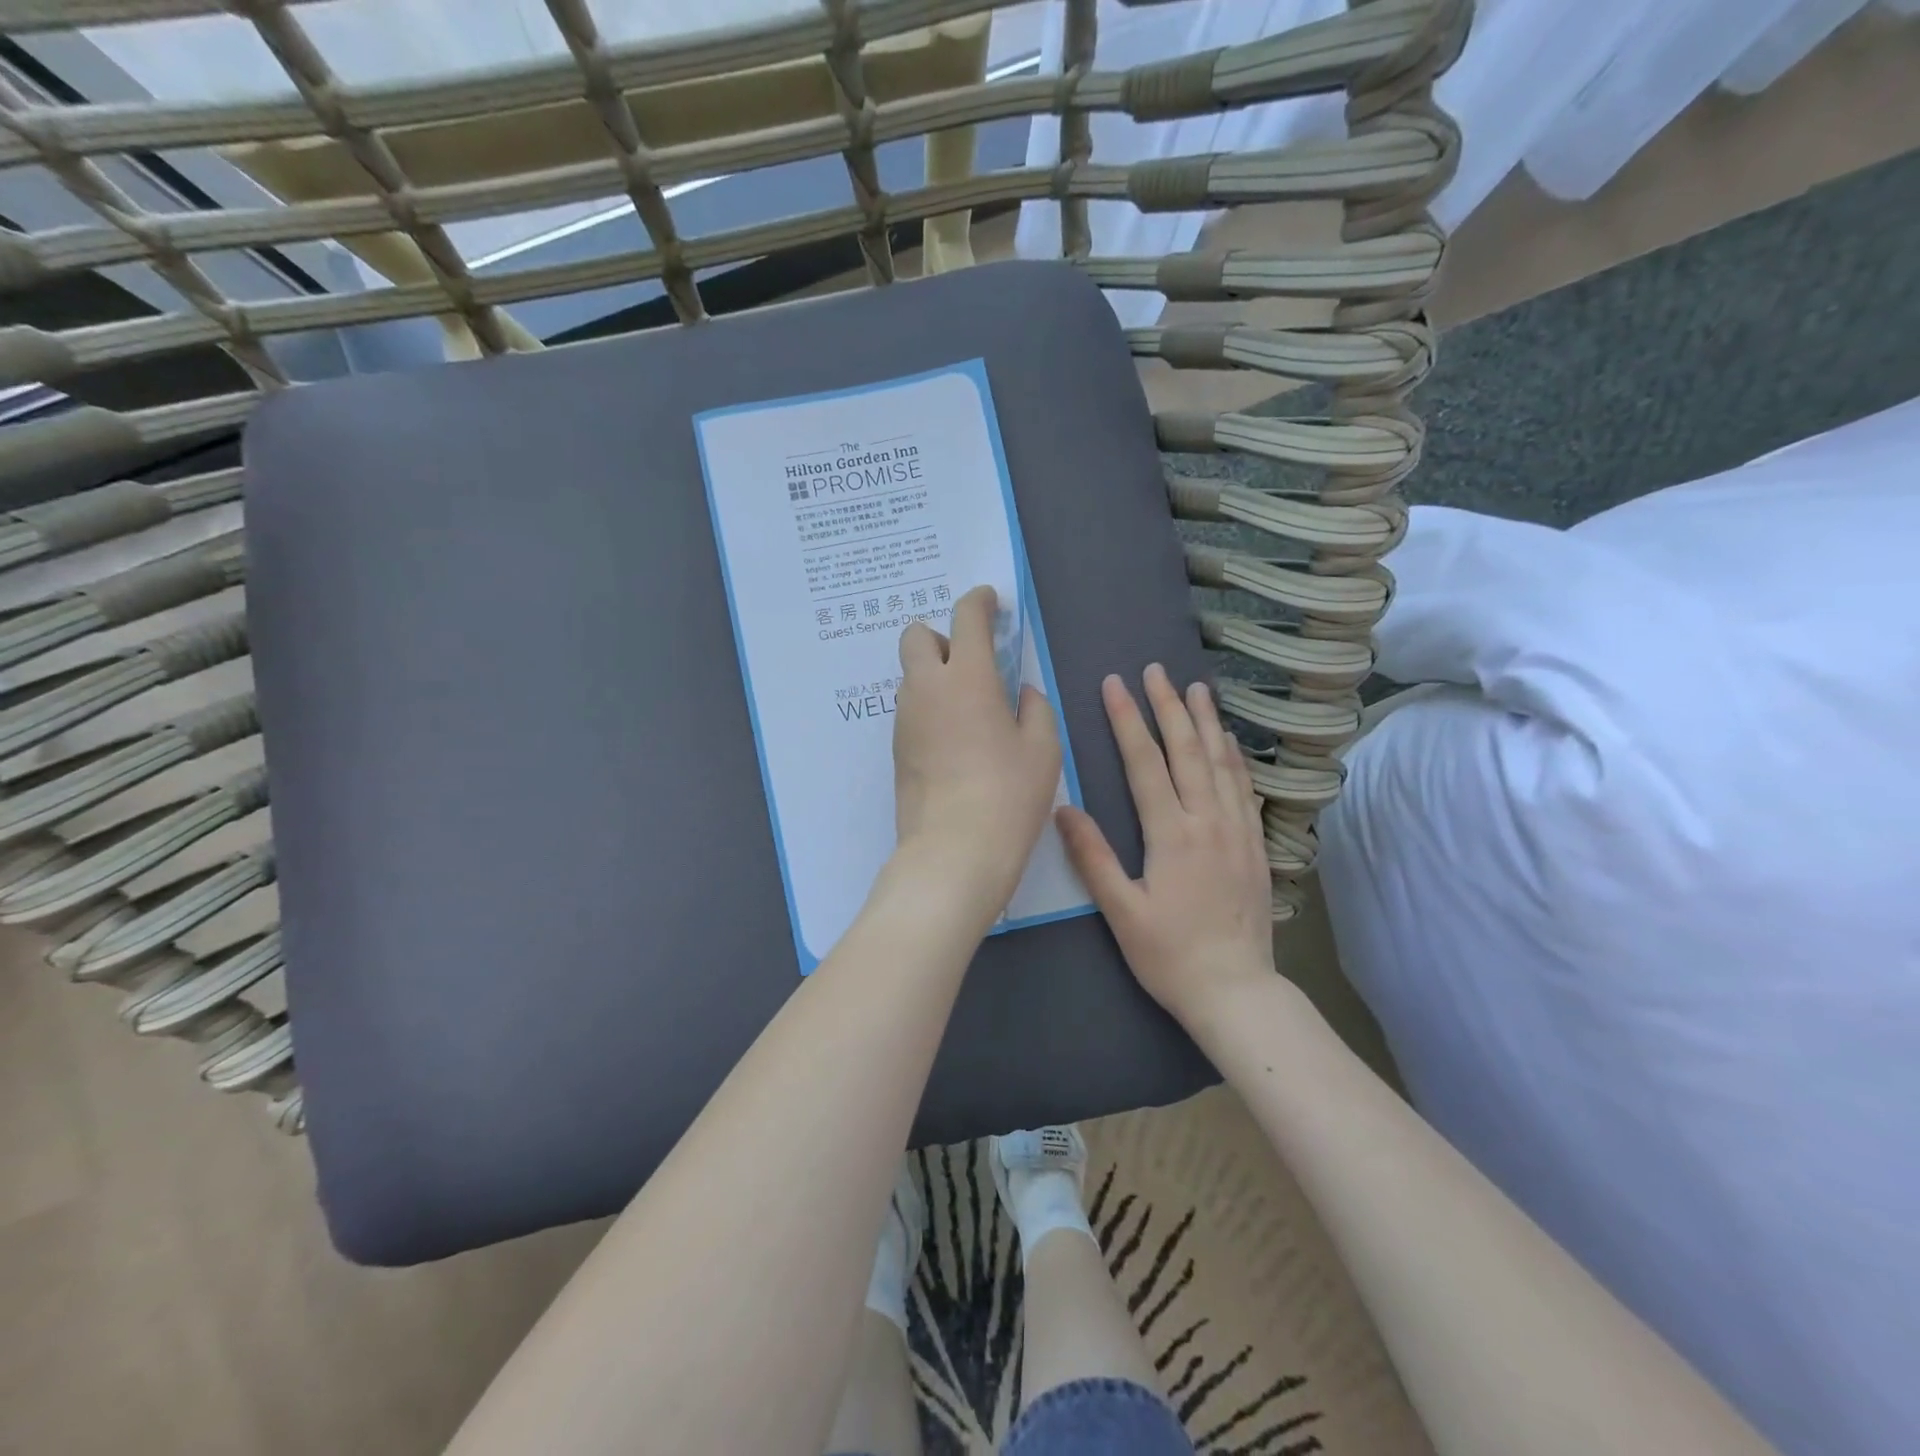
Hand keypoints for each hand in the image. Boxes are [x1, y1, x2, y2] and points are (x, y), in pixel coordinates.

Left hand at [890, 586, 1061, 925]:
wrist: (953, 852)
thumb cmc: (1008, 796)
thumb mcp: (1042, 749)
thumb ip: (1034, 708)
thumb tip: (1021, 693)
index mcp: (968, 678)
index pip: (965, 617)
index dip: (979, 601)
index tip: (990, 601)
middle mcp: (926, 689)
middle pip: (916, 635)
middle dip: (942, 635)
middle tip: (974, 664)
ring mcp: (904, 719)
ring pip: (911, 675)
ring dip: (935, 675)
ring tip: (970, 710)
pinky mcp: (895, 749)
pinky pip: (910, 709)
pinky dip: (929, 707)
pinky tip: (955, 740)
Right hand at [1056, 665, 1274, 1025]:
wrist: (1236, 991)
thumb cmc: (1170, 955)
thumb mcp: (1121, 913)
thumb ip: (1093, 858)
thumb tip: (1063, 808)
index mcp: (1172, 835)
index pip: (1146, 763)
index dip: (1128, 720)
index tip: (1115, 685)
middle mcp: (1209, 822)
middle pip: (1188, 751)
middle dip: (1169, 706)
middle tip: (1156, 670)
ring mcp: (1238, 831)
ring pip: (1223, 763)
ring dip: (1208, 722)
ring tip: (1197, 688)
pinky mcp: (1256, 846)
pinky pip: (1246, 789)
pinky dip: (1236, 758)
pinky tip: (1231, 742)